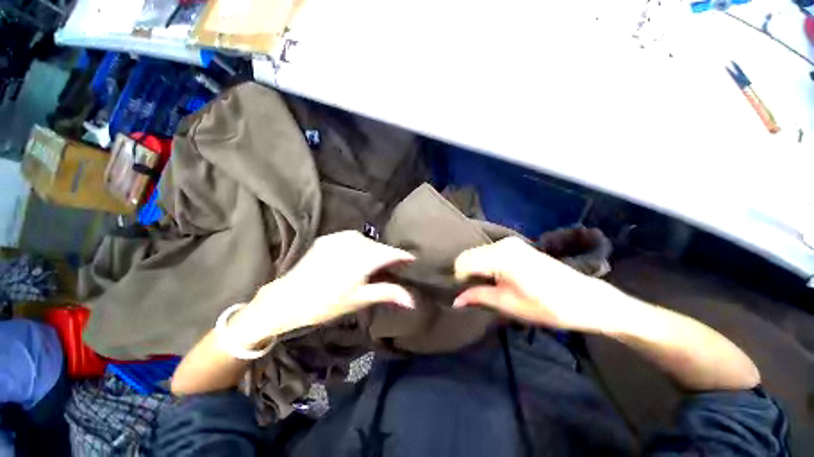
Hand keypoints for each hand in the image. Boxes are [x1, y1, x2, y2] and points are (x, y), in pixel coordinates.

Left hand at [231, 231, 414, 345]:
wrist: (287, 299)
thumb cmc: (325, 303)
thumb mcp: (359, 299)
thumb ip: (387, 293)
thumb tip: (412, 300)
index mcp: (361, 260)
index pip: (389, 253)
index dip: (402, 256)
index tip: (412, 260)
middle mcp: (352, 244)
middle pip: (379, 246)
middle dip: (388, 255)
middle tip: (393, 268)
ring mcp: (338, 239)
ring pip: (366, 241)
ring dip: (374, 250)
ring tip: (375, 263)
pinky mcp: (328, 238)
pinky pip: (352, 238)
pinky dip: (360, 245)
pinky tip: (357, 255)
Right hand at [453, 237, 629, 332]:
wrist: (586, 299)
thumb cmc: (548, 306)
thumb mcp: (509, 304)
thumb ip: (479, 296)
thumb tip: (455, 300)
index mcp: (501, 257)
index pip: (463, 262)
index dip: (460, 279)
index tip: (467, 294)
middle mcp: (503, 244)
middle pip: (469, 255)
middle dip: (467, 273)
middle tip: (475, 292)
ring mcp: (511, 242)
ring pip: (478, 252)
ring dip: (477, 268)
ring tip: (487, 286)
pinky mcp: (517, 245)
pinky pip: (489, 252)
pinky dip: (486, 263)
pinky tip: (496, 277)